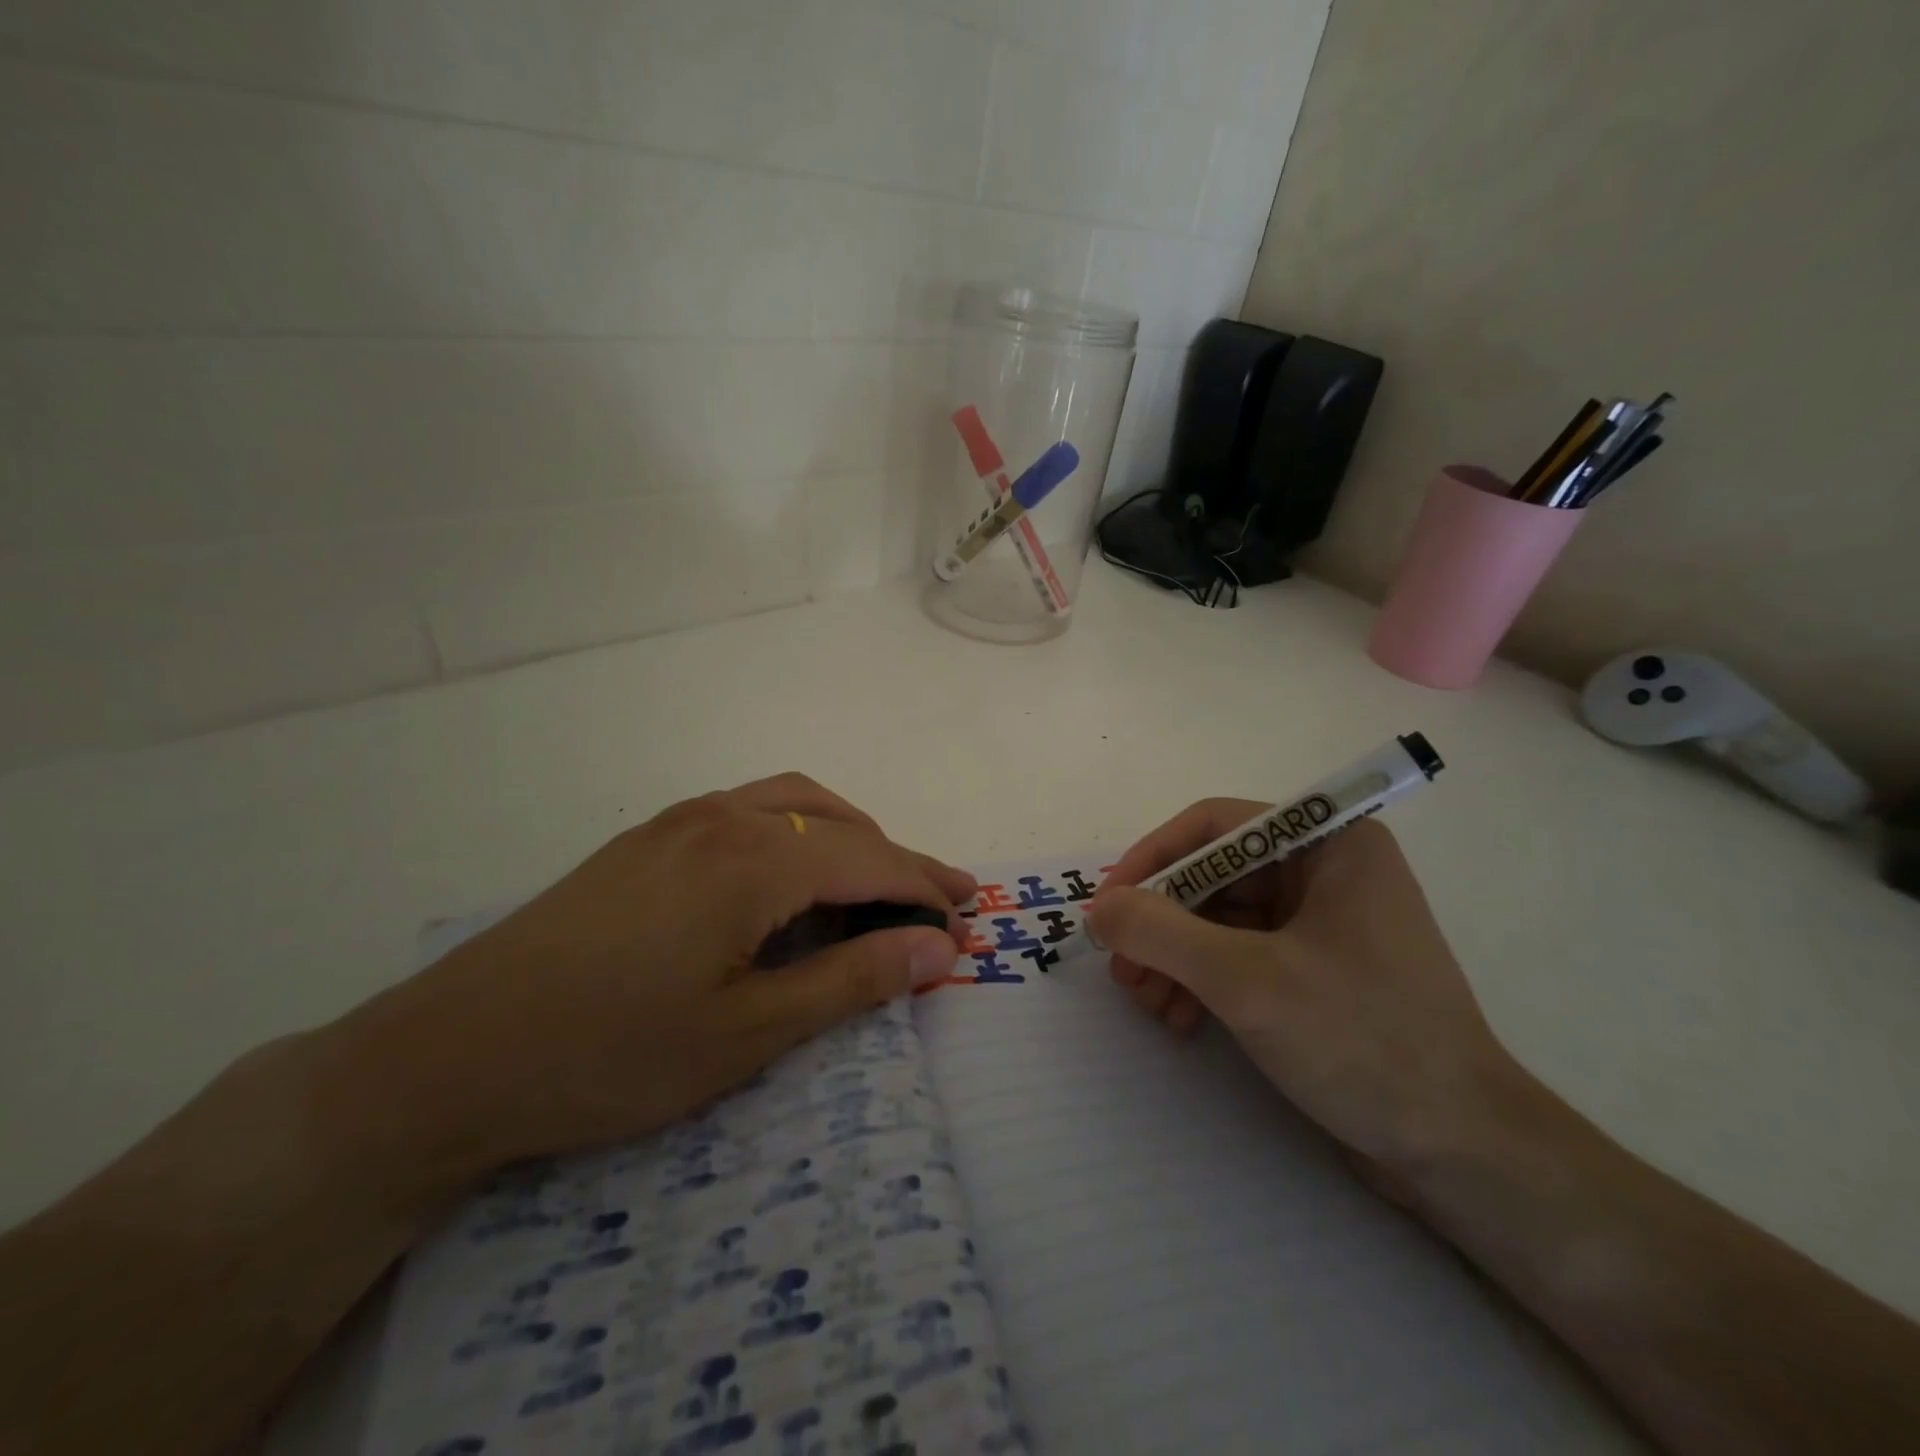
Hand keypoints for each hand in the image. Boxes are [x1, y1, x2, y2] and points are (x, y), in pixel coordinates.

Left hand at [344, 774, 973, 1181]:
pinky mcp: (647, 839)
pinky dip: (798, 830)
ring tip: (876, 880)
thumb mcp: (748, 1033)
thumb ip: (852, 982)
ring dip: (849, 833)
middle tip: (941, 901)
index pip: (870, 861)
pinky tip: (791, 873)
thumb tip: (940, 951)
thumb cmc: (610, 1055)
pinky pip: (749, 810)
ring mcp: (679, 821)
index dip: (925, 891)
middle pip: (839, 824)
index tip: (967, 923)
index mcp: (754, 860)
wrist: (448, 1057)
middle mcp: (723, 818)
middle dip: (898, 860)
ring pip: (794, 802)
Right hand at [1086, 806, 1517, 1177]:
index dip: (1153, 858)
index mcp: (1330, 843)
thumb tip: (1098, 908)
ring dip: (1175, 957)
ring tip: (1146, 1003)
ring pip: (1222, 918)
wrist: (1463, 1154)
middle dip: (1161, 923)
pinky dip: (1204, 981)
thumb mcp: (1245, 980)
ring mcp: (1325, 922)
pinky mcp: (1319, 970)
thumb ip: (1159, 932)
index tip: (1108, 905)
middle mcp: (1327, 870)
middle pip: (1214, 875)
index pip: (1215, 826)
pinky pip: (1242, 954)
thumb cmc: (1361, 1041)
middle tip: (1122, 969)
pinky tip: (1181, 1019)